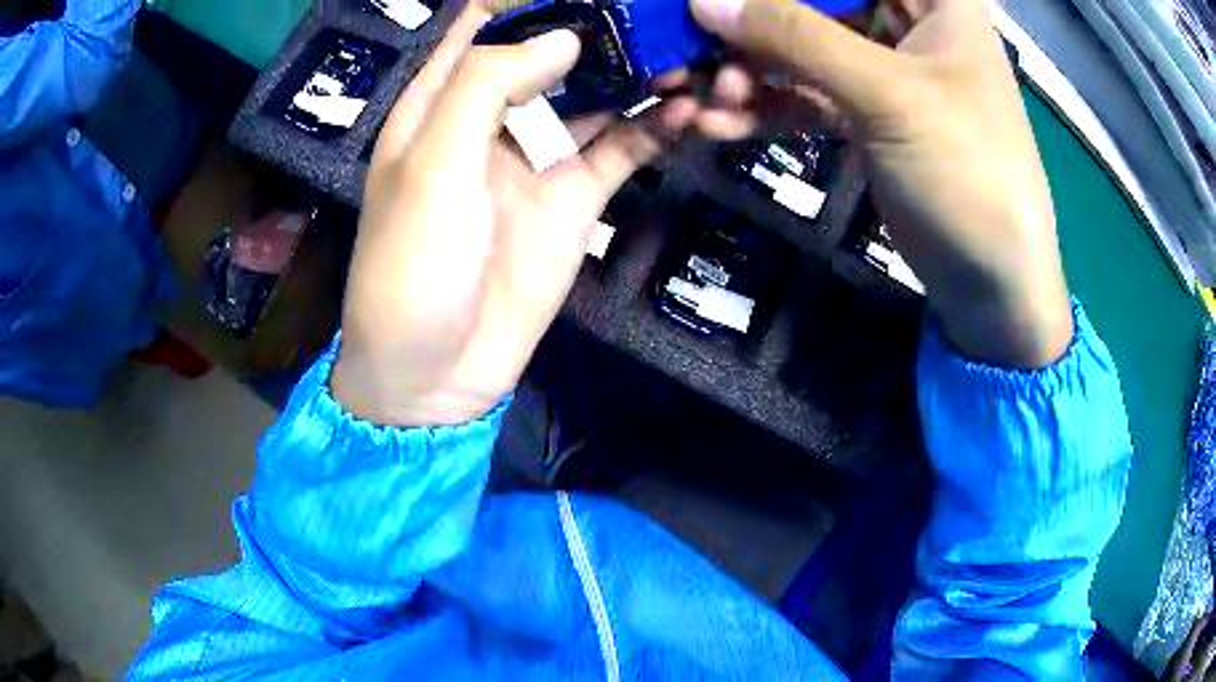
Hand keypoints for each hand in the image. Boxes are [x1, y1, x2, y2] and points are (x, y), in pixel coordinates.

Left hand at [332, 5, 729, 426]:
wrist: (435, 372)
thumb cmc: (412, 265)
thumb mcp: (431, 166)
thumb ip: (487, 87)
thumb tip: (564, 37)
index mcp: (440, 102)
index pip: (482, 25)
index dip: (528, 1)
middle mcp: (490, 118)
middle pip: (550, 52)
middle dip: (600, 29)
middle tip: (658, 14)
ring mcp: (537, 156)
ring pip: (595, 96)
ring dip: (637, 73)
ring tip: (688, 52)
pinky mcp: (574, 199)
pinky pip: (621, 150)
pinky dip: (654, 129)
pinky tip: (688, 111)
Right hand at [691, 0, 1073, 367]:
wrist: (993, 283)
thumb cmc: (969, 173)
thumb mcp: (889, 95)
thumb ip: (796, 37)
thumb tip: (704, 1)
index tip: (710, 4)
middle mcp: (903, 18)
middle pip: (808, 3)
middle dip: (746, 29)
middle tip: (691, 57)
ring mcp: (881, 67)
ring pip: (796, 49)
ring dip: (743, 73)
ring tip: (702, 104)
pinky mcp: (864, 113)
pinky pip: (802, 95)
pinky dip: (762, 108)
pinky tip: (719, 125)